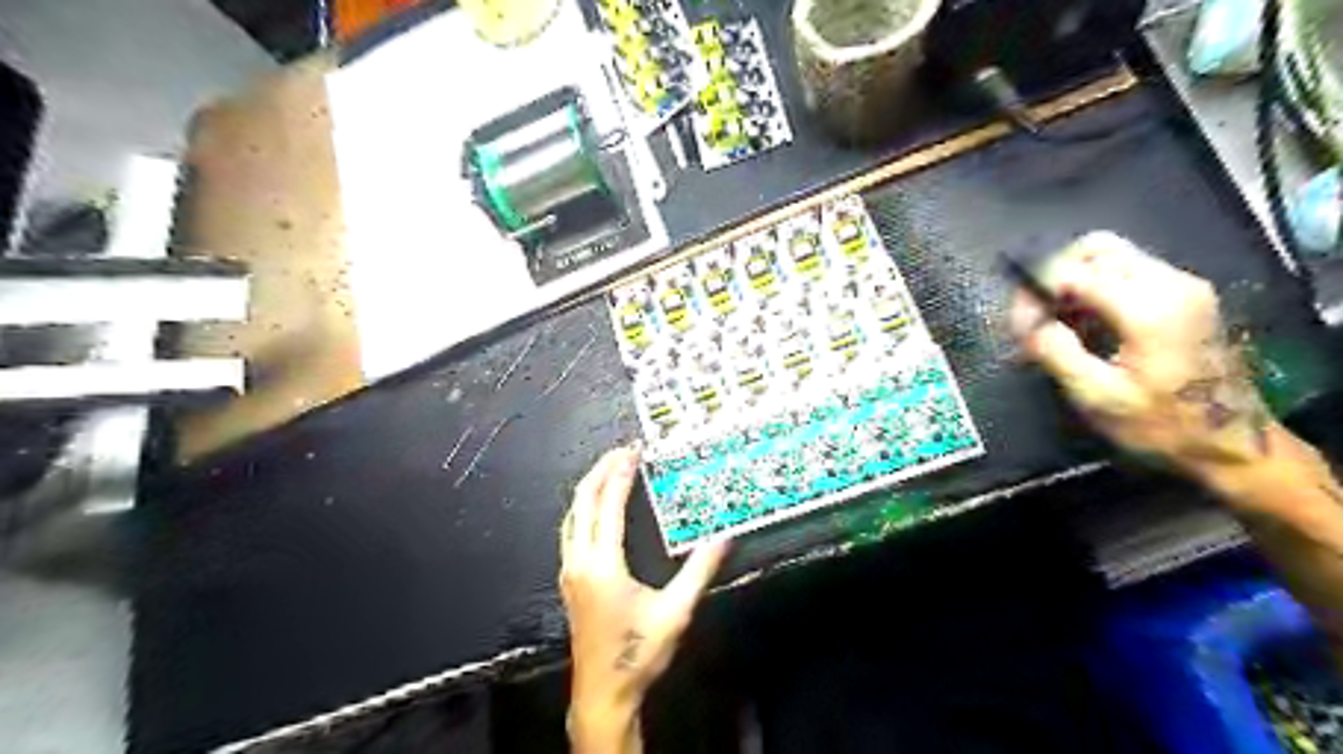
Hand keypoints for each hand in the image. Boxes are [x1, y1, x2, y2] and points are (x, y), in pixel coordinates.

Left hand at [559, 448, 729, 746]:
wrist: (603, 693)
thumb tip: (724, 538)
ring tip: (609, 469)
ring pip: (572, 515)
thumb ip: (699, 571)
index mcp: (603, 564)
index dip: (621, 473)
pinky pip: (570, 531)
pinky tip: (595, 508)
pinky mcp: (569, 581)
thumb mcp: (675, 612)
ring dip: (589, 487)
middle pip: (583, 501)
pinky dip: (583, 508)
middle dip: (600, 470)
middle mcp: (580, 561)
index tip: (634, 451)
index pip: (608, 504)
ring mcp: (570, 571)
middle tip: (621, 450)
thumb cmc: (638, 653)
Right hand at [1012, 232, 1272, 492]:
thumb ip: (1057, 351)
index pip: (1073, 272)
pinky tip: (1080, 323)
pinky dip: (1095, 288)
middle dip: (1054, 274)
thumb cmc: (1161, 427)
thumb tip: (1029, 323)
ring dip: (1073, 280)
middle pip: (1096, 248)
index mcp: (1150, 307)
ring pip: (1112, 256)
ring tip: (1053, 321)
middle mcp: (1171, 283)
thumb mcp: (1096, 397)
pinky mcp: (1185, 297)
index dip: (1035, 293)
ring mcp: (1183, 287)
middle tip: (1033, 315)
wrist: (1234, 446)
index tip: (1017, 326)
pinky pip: (1128, 273)